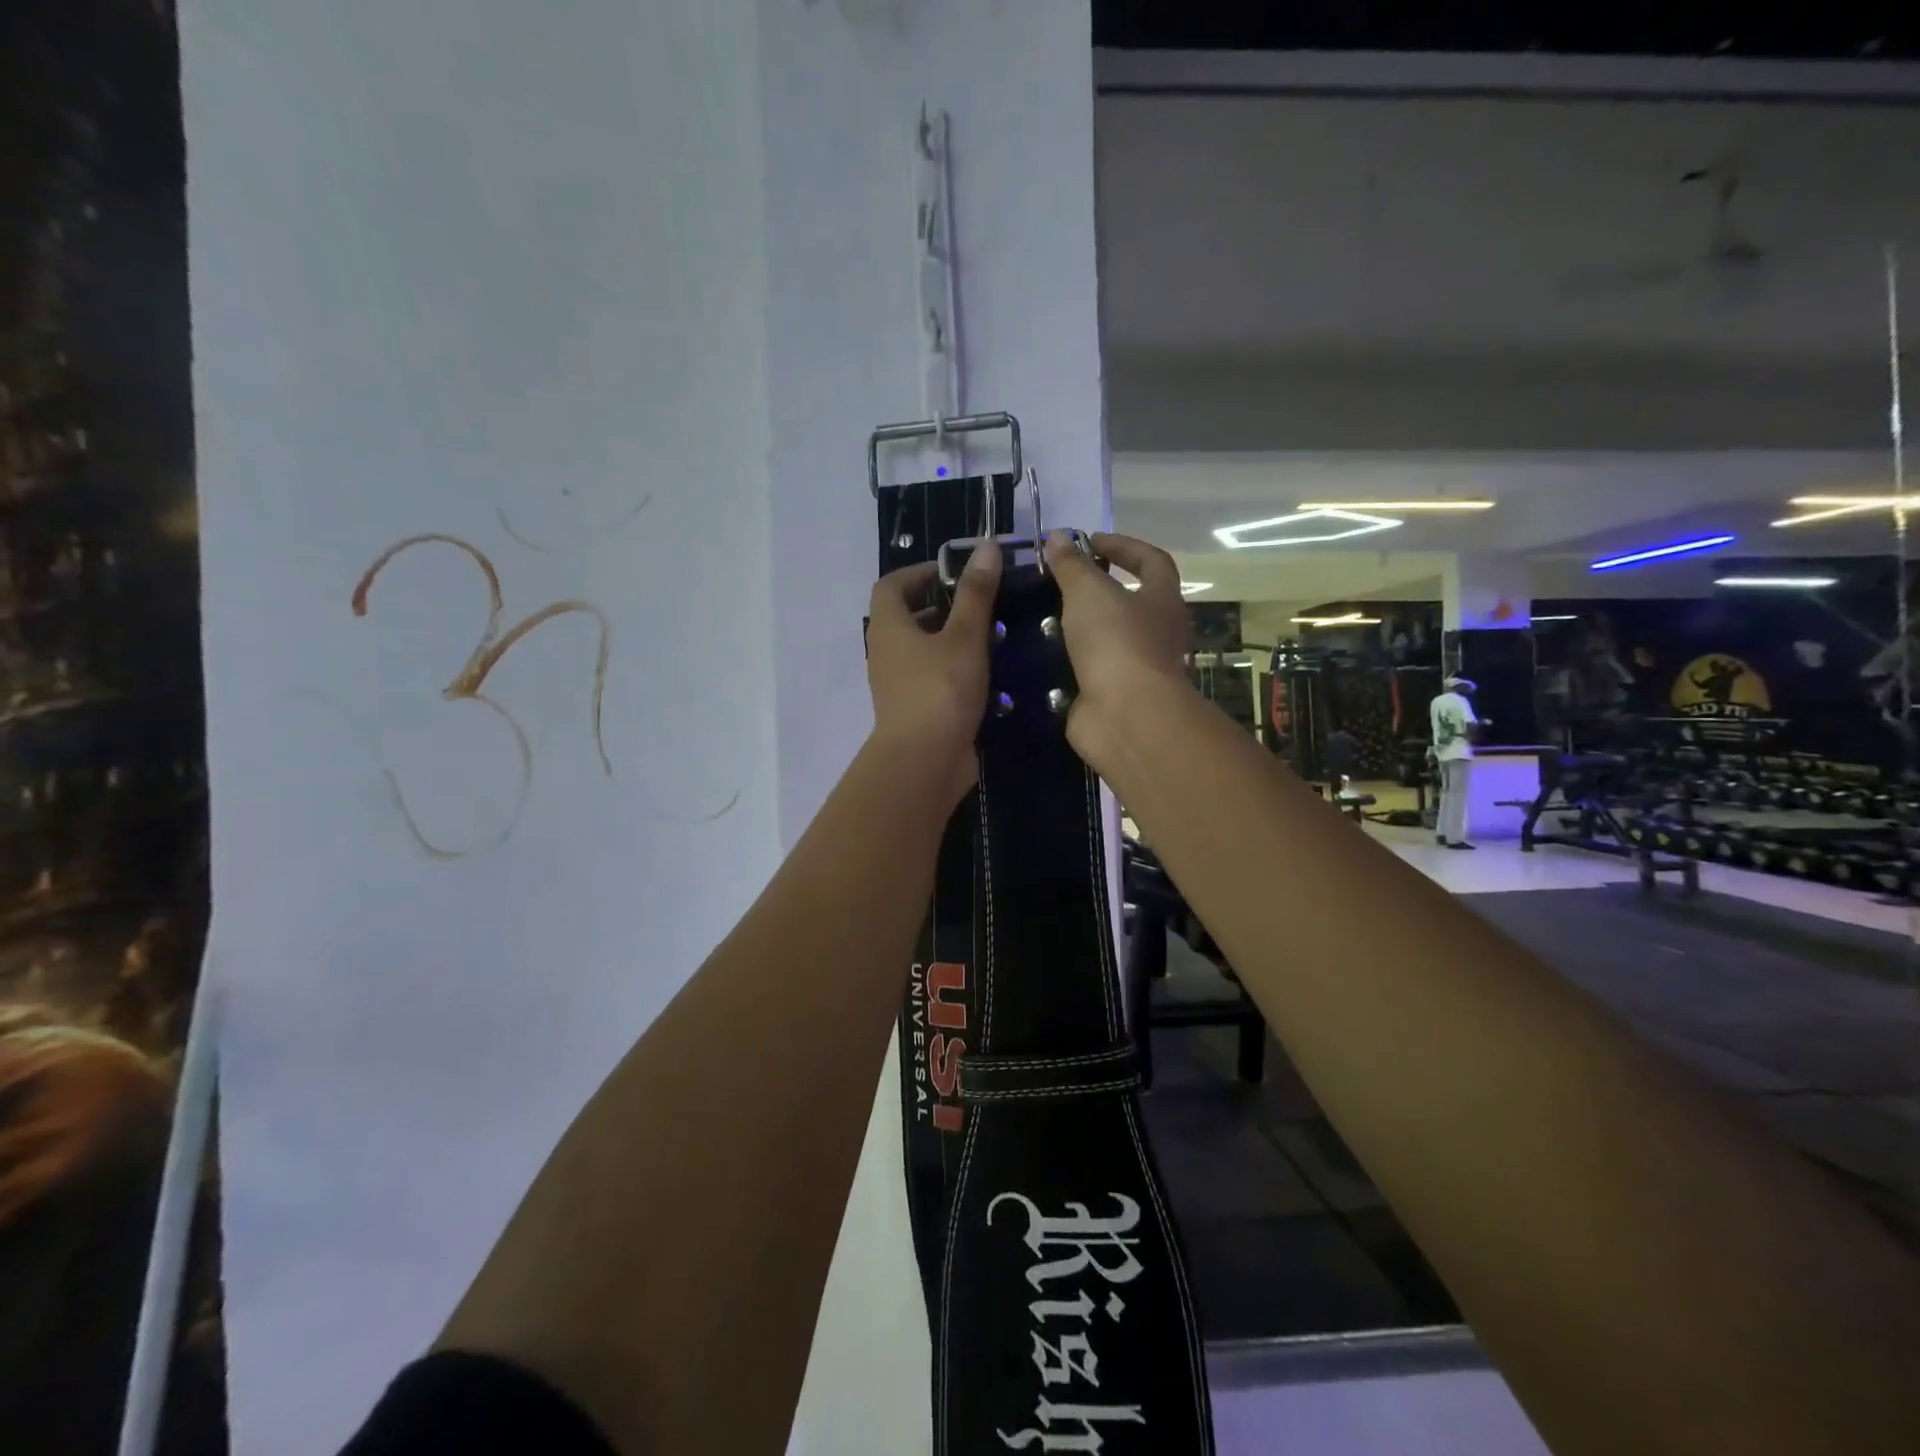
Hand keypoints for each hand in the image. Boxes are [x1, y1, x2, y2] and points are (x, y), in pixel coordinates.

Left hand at [866, 539, 1002, 805]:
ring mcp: (898, 685)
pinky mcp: (914, 711)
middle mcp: (886, 653)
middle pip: (908, 618)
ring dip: (952, 640)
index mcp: (889, 627)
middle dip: (942, 606)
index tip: (953, 572)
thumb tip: (986, 547)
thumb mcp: (965, 636)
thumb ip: (977, 594)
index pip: (891, 586)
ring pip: (923, 651)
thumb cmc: (941, 690)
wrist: (925, 762)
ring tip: (991, 636)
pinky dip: (955, 671)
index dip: (918, 572)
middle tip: (980, 603)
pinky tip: (987, 676)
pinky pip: (932, 679)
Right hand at [1042, 531, 1192, 768]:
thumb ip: (1071, 565)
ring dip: (1077, 629)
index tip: (1089, 541)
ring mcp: (1136, 669)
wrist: (1125, 716)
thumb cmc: (1117, 642)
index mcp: (1163, 601)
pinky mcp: (1113, 697)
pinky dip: (1066, 664)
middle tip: (1058, 582)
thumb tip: (1058, 537)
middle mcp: (1157, 634)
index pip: (1152, 561)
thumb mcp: (1089, 592)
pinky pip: (1088, 672)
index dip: (1123, 545)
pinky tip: (1038, 657)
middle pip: (1130, 603)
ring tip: (1039, 617)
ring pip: (1106, 640)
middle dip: (1095, 591)